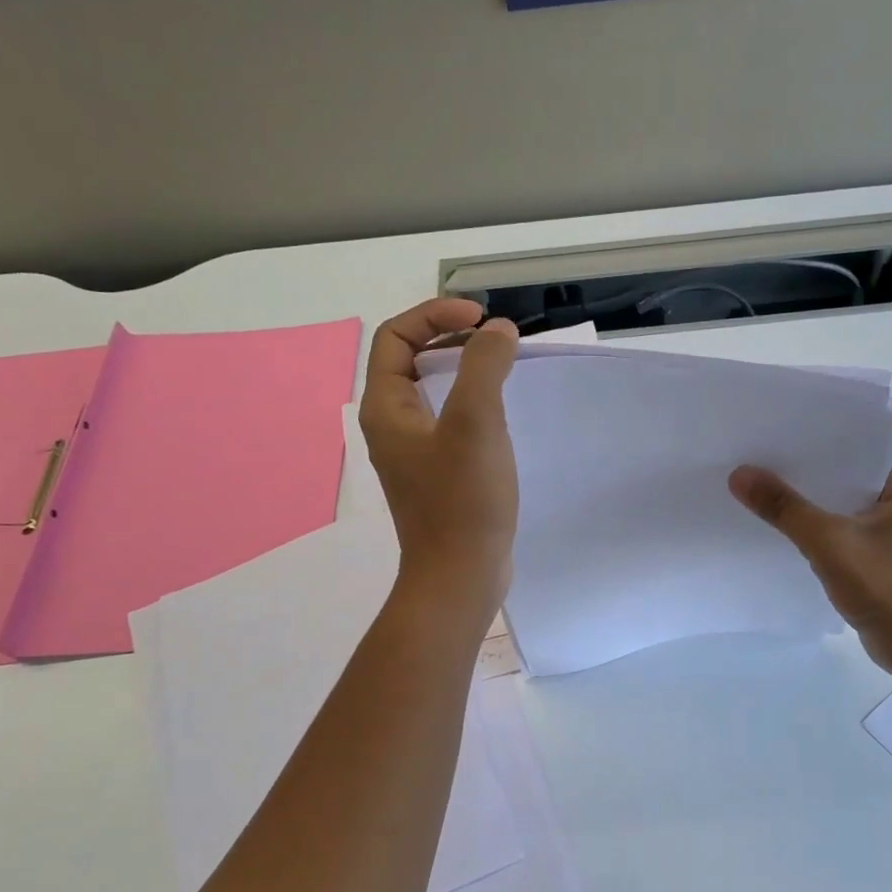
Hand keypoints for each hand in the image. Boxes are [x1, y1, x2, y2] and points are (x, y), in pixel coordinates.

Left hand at [359, 299, 519, 611]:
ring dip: (466, 371)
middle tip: (495, 339)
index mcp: (386, 408)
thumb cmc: (462, 500)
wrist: (460, 577)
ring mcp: (415, 453)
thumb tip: (497, 332)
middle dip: (452, 338)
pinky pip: (451, 422)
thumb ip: (484, 366)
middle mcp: (393, 426)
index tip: (481, 319)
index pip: (395, 337)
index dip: (435, 314)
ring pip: (434, 393)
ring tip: (504, 369)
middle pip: (412, 360)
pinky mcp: (439, 475)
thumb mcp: (475, 422)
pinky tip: (505, 415)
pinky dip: (474, 404)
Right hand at [729, 453, 891, 674]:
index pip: (867, 445)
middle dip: (813, 468)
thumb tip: (740, 474)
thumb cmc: (888, 591)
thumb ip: (785, 508)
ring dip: (818, 501)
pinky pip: (852, 532)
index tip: (784, 427)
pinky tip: (792, 529)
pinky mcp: (891, 561)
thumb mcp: (829, 544)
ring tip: (771, 486)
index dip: (826, 434)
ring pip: (851, 506)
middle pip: (854, 475)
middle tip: (766, 454)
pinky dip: (826, 528)